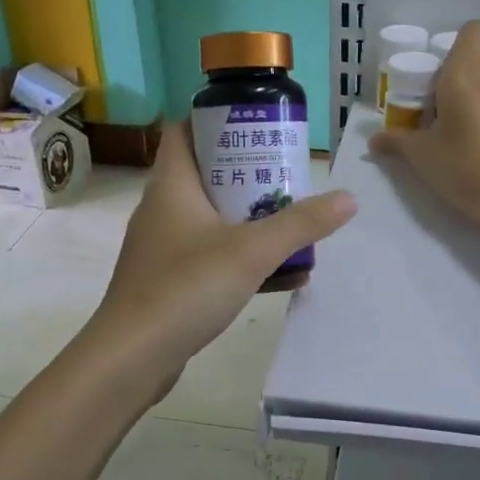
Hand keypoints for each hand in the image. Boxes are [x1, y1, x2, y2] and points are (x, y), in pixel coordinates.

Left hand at [88, 123, 356, 380]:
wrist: (131, 359)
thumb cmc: (185, 288)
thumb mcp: (252, 251)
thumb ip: (301, 224)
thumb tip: (348, 198)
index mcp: (172, 185)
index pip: (184, 130)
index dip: (217, 120)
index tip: (257, 125)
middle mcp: (164, 208)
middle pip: (208, 174)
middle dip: (251, 173)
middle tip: (290, 174)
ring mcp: (165, 247)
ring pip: (214, 218)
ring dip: (253, 219)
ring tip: (296, 223)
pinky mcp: (170, 281)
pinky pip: (213, 257)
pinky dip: (245, 259)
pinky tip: (285, 276)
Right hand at [369, 19, 479, 239]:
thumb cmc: (466, 167)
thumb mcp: (422, 157)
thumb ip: (397, 142)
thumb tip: (374, 140)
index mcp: (465, 72)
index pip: (472, 30)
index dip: (457, 45)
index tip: (441, 73)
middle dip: (467, 75)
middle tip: (447, 106)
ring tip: (469, 129)